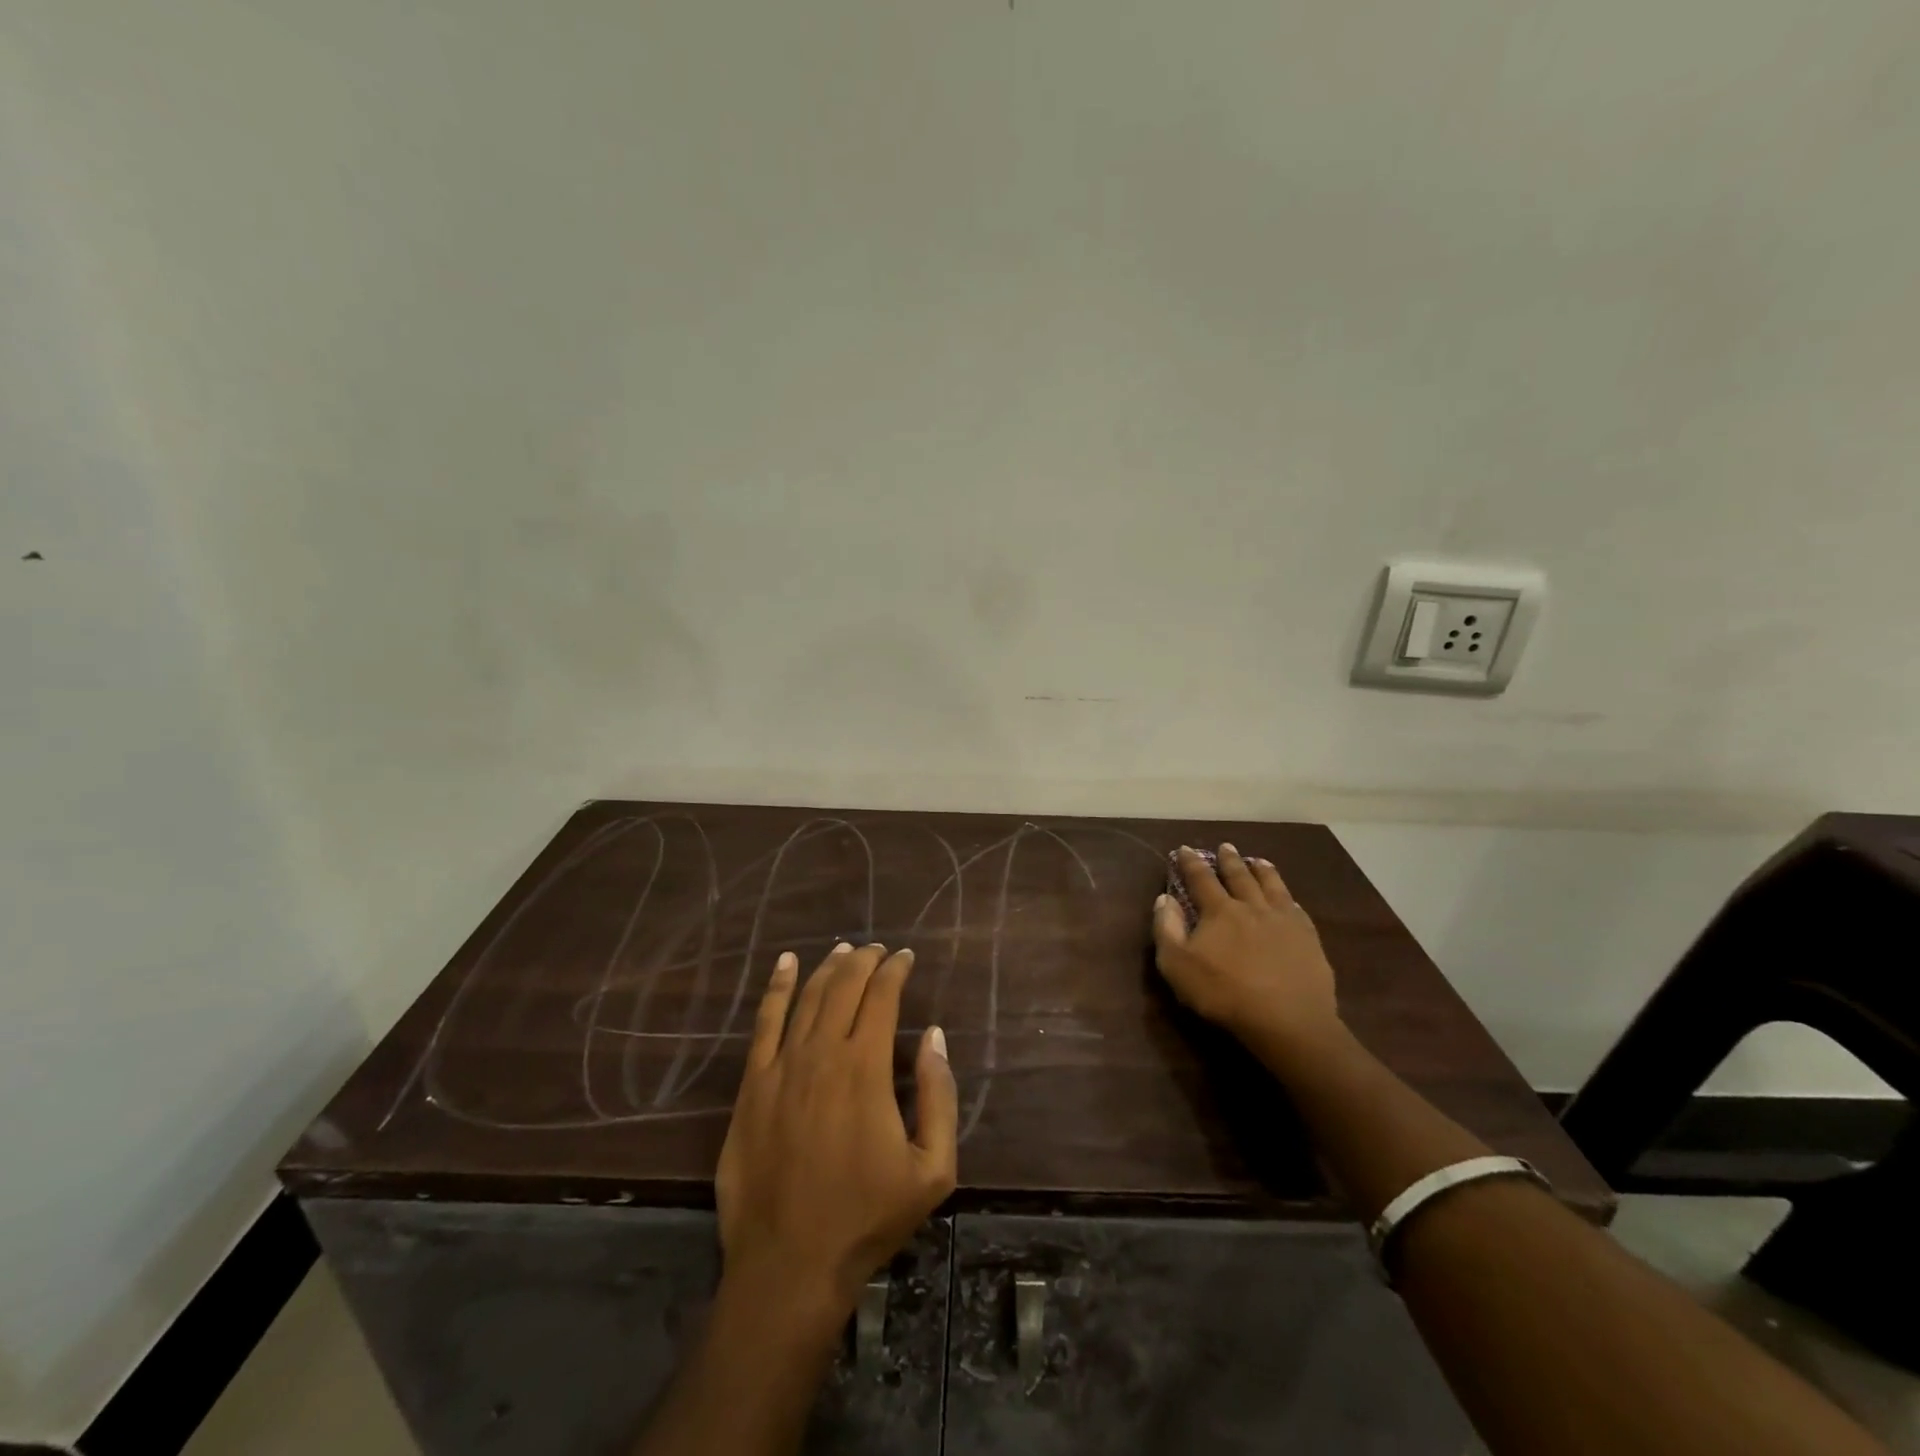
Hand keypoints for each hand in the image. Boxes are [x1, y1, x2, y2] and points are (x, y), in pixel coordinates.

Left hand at [716, 942, 957, 1318]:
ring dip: (828, 967)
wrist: (789, 1264)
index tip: (906, 957)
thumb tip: (933, 1036)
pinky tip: (786, 964)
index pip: (882, 997)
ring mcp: (781, 1066)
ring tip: (844, 950)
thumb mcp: (932, 1169)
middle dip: (865, 960)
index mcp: (865, 1068)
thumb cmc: (867, 1218)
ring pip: (807, 997)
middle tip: (879, 950)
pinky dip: (777, 987)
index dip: (895, 970)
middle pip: (844, 987)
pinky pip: (764, 1022)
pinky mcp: (752, 1085)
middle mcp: (822, 1053)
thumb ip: (938, 1096)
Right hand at [1152, 844, 1340, 1048]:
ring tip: (1259, 861)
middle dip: (1229, 860)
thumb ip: (1167, 929)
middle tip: (1226, 846)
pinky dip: (1289, 899)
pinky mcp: (1309, 939)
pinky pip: (1297, 910)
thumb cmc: (1224, 994)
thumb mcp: (1177, 966)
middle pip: (1239, 876)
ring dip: (1263, 871)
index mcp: (1220, 911)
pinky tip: (1290, 900)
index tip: (1185, 848)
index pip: (1201, 879)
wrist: (1287, 1021)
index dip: (1191, 863)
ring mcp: (1284, 921)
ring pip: (1272, 886)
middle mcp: (1252, 907)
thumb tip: (1164, 898)